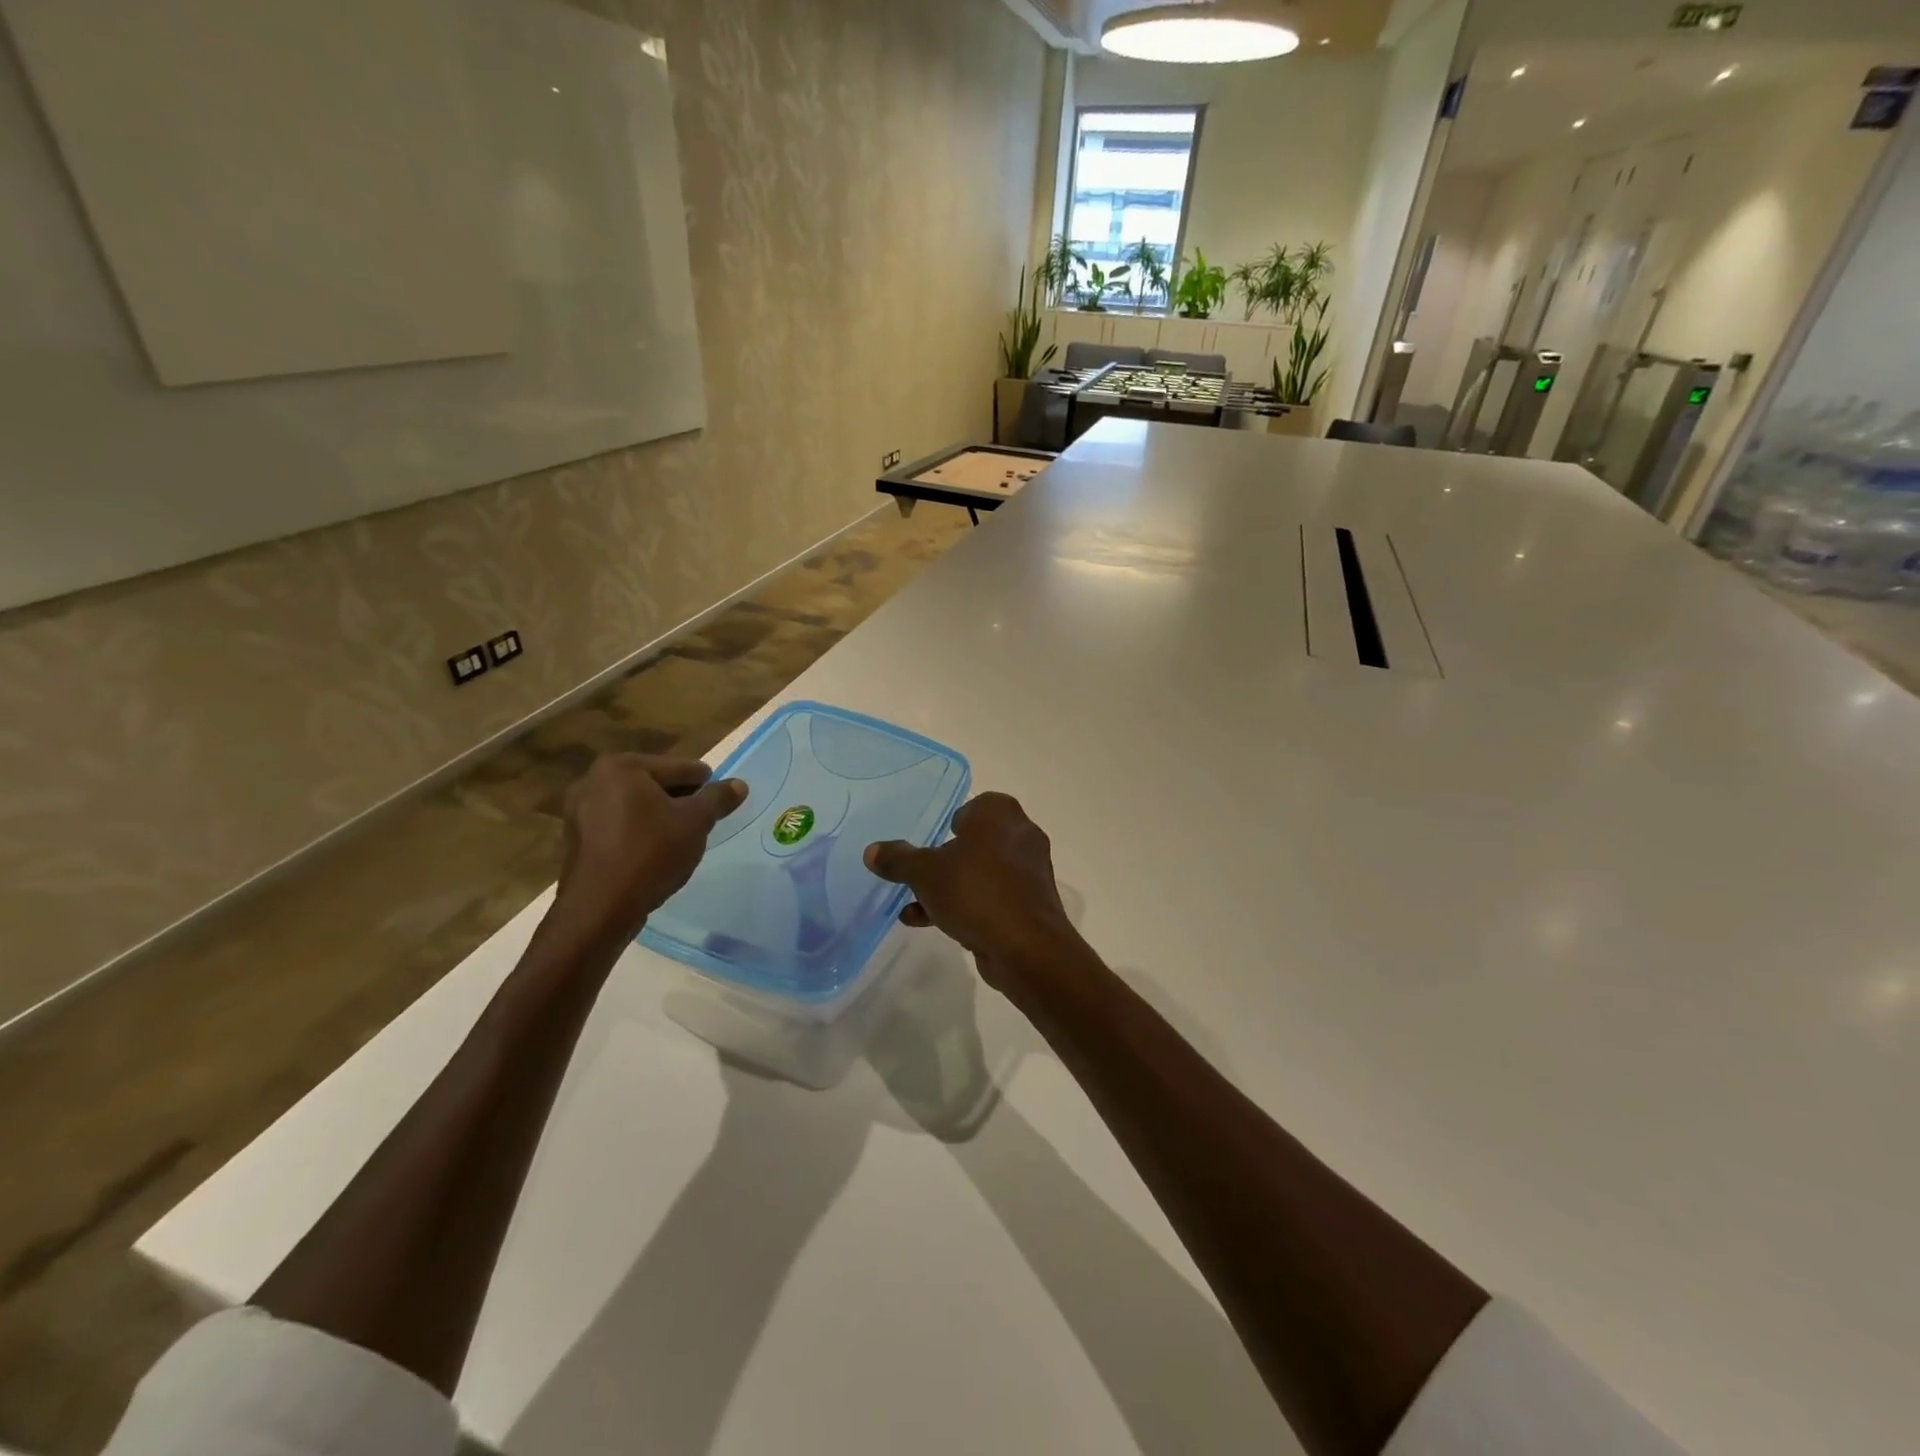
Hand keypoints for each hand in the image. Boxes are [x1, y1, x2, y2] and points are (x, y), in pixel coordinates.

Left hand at [556, 754, 745, 941]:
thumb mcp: (696, 822)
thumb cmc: (651, 853)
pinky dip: (638, 832)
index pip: (678, 767)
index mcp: (621, 767)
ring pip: (634, 806)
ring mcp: (578, 810)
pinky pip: (617, 825)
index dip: (705, 783)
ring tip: (682, 837)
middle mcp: (592, 780)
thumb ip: (718, 798)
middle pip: (654, 784)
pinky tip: (654, 852)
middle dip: (680, 799)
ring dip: (659, 816)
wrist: (600, 908)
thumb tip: (739, 784)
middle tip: (703, 820)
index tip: (720, 799)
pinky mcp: (575, 839)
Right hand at [865, 792, 1083, 999]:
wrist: (1026, 947)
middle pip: (975, 841)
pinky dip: (966, 905)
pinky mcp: (1029, 904)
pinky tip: (930, 923)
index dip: (951, 821)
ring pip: (981, 872)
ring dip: (950, 886)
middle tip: (919, 872)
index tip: (930, 839)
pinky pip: (991, 897)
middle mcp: (1020, 835)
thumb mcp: (925, 873)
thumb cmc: (975, 892)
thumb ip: (898, 859)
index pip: (974, 805)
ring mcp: (1028, 871)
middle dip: (945, 859)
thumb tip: (872, 851)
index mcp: (1000, 814)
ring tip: (914, 904)